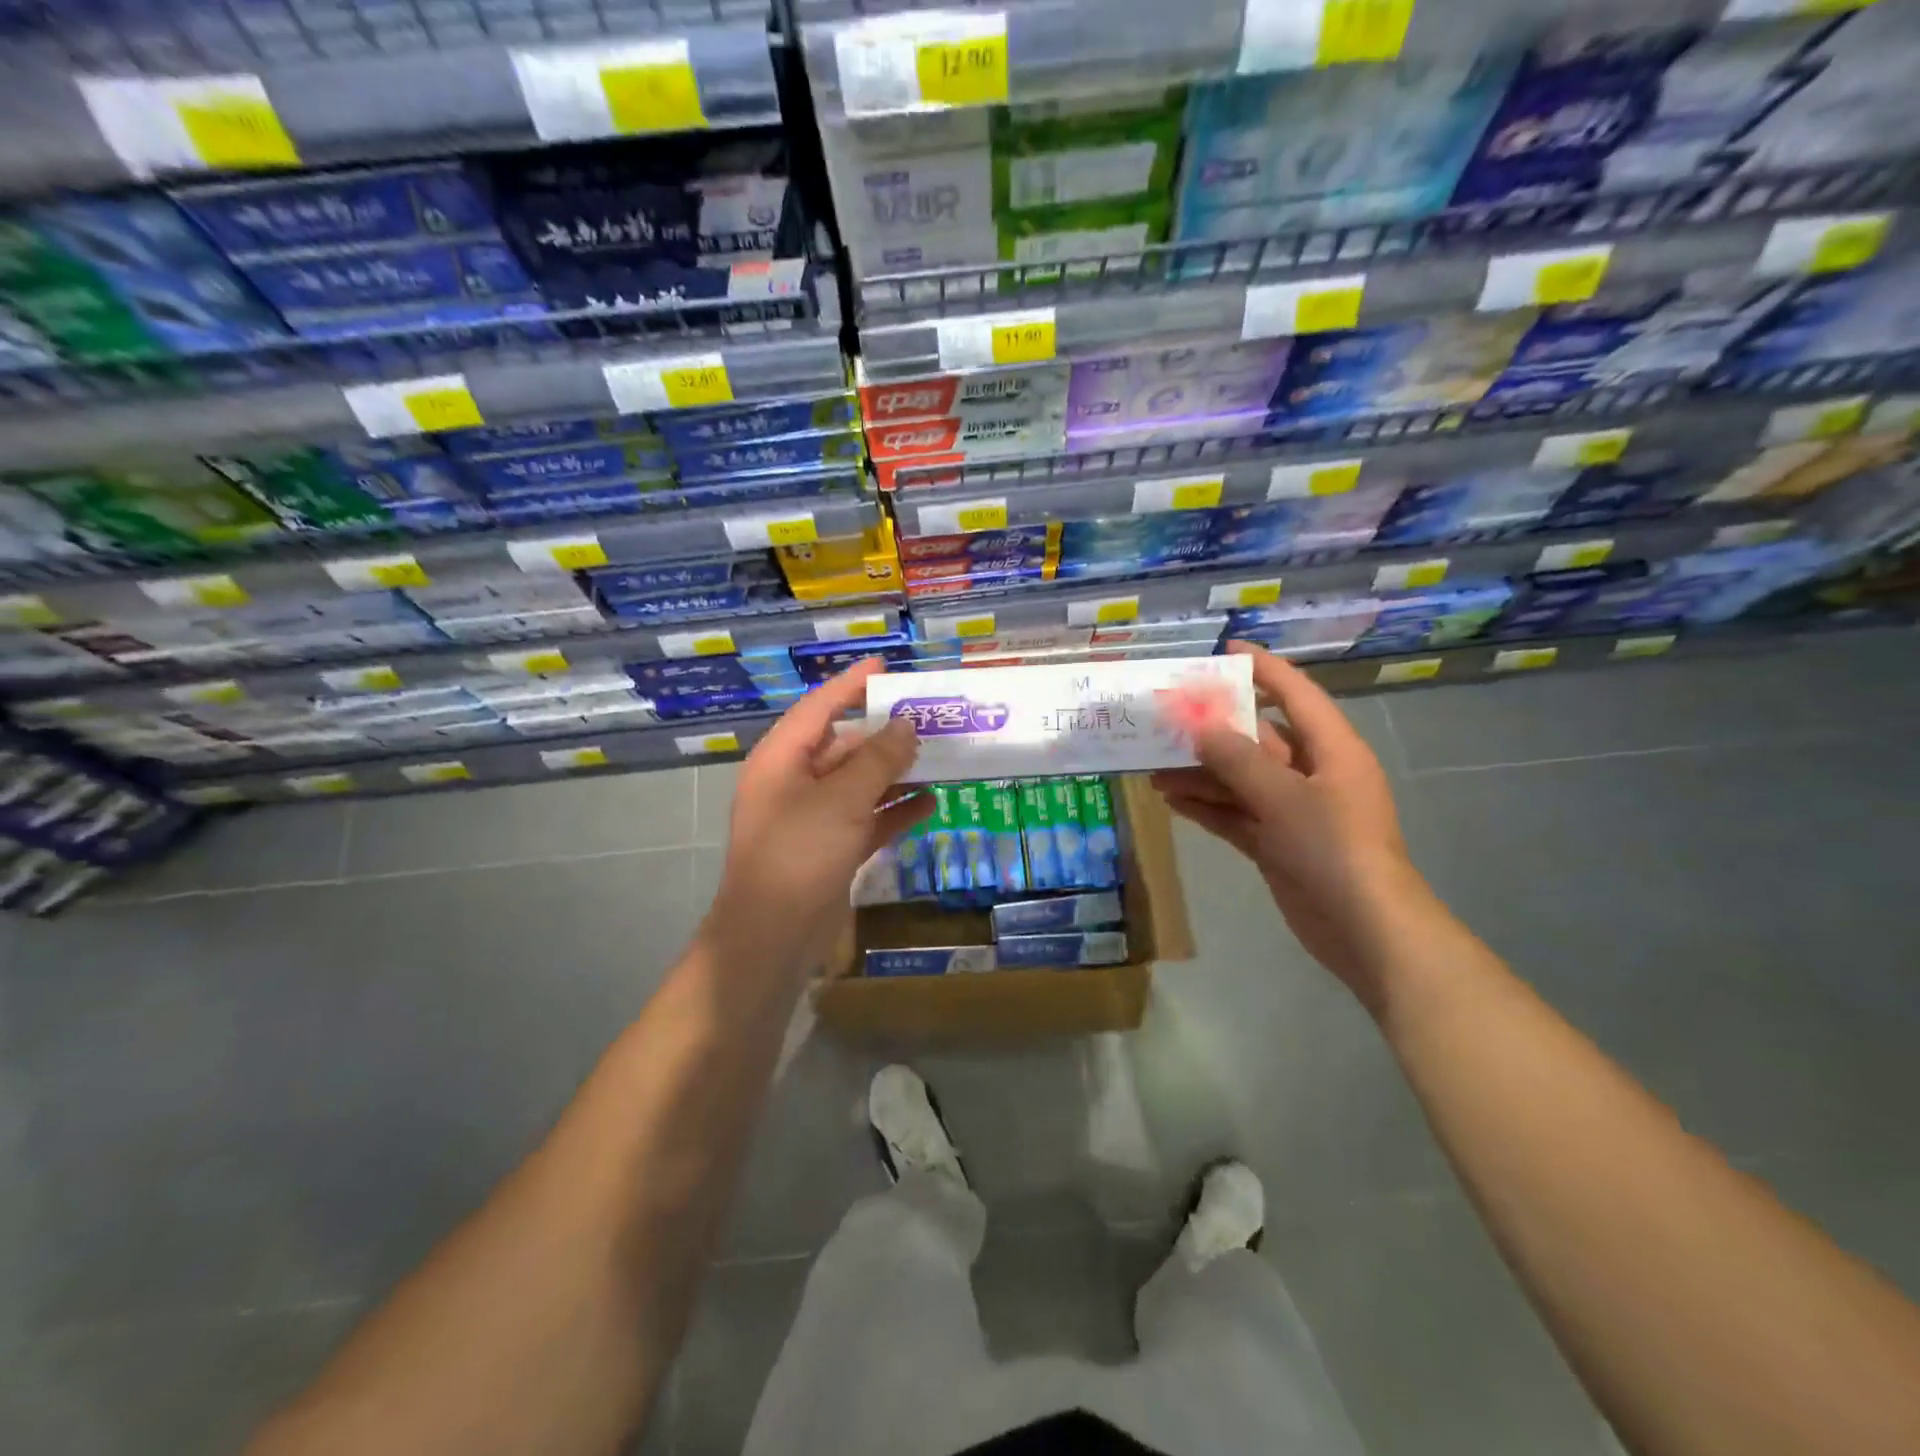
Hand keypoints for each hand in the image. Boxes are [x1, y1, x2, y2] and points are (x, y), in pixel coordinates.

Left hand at [705, 658, 931, 976]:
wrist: (772, 936)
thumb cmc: (799, 853)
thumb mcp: (842, 799)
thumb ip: (878, 759)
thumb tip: (906, 725)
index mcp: (782, 759)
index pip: (819, 708)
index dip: (851, 685)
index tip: (885, 666)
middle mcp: (794, 783)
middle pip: (843, 746)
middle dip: (884, 734)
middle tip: (929, 719)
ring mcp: (812, 819)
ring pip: (858, 785)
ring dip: (895, 773)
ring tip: (939, 757)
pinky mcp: (830, 851)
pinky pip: (866, 820)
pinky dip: (894, 811)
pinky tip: (931, 803)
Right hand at [1151, 642, 1429, 1006]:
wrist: (1365, 930)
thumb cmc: (1334, 849)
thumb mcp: (1284, 797)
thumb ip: (1239, 760)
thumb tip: (1203, 729)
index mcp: (1331, 750)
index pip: (1295, 694)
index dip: (1264, 669)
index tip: (1226, 650)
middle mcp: (1314, 774)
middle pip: (1259, 740)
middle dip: (1214, 731)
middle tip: (1168, 719)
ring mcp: (1295, 812)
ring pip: (1241, 780)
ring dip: (1202, 774)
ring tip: (1154, 767)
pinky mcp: (1278, 845)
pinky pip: (1237, 815)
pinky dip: (1208, 807)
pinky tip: (1172, 801)